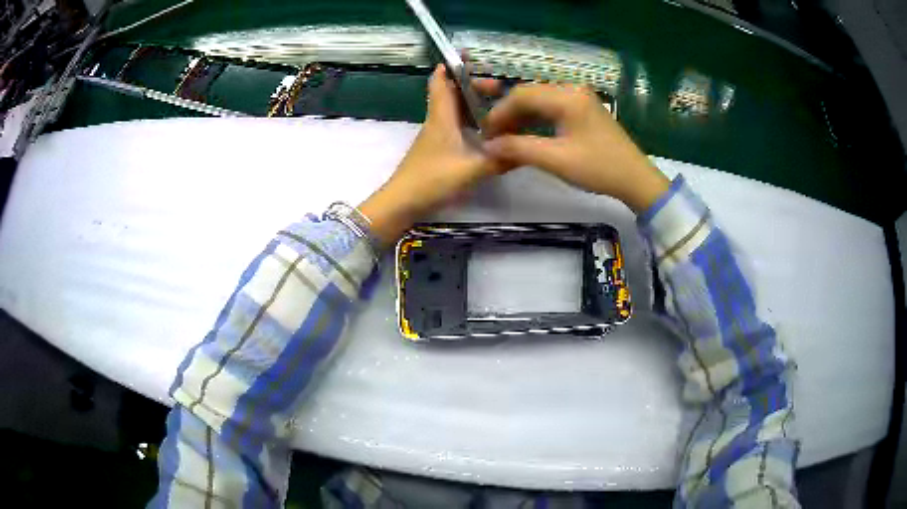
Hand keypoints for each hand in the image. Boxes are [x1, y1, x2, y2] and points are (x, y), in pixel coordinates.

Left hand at [359, 65, 509, 244]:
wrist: (402, 204)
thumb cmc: (432, 180)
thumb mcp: (471, 170)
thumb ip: (499, 160)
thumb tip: (526, 152)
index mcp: (441, 117)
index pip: (441, 82)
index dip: (451, 67)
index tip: (467, 56)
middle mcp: (437, 121)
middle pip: (451, 94)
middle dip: (473, 86)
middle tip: (498, 89)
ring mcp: (435, 136)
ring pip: (453, 111)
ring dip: (472, 104)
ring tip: (497, 107)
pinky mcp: (436, 150)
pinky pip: (454, 127)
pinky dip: (469, 122)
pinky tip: (486, 133)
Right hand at [479, 82, 669, 212]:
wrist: (635, 179)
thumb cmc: (599, 168)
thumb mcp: (557, 160)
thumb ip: (519, 149)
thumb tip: (488, 147)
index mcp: (567, 97)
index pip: (521, 95)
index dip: (499, 113)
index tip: (485, 135)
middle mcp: (572, 90)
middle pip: (529, 94)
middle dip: (508, 114)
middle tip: (493, 137)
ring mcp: (579, 98)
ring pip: (539, 100)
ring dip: (521, 117)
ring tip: (506, 137)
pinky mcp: (583, 108)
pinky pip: (552, 108)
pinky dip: (536, 120)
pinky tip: (526, 134)